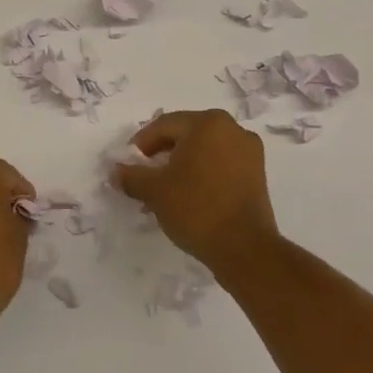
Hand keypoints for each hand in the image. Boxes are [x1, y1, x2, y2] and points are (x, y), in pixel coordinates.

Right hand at [112, 110, 278, 271]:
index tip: (128, 165)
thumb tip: (115, 172)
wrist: (244, 249)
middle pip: (185, 135)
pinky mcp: (257, 175)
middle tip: (144, 176)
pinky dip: (202, 174)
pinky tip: (189, 195)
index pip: (164, 126)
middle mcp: (232, 129)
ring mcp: (249, 152)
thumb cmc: (196, 208)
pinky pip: (221, 164)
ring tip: (165, 189)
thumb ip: (131, 176)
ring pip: (204, 151)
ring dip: (181, 165)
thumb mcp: (154, 190)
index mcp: (208, 123)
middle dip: (162, 154)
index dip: (141, 145)